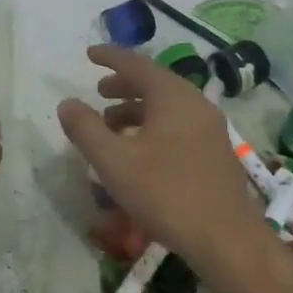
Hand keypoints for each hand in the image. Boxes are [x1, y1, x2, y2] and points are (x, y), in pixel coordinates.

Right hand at [57, 44, 267, 270]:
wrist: (225, 238)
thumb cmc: (165, 193)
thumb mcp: (114, 161)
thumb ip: (86, 129)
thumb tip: (67, 103)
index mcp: (172, 97)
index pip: (137, 64)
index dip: (110, 57)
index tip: (89, 54)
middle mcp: (196, 104)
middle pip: (155, 83)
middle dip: (124, 85)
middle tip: (99, 92)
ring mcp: (210, 128)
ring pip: (168, 106)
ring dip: (137, 109)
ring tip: (112, 126)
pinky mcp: (216, 152)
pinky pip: (179, 124)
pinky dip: (154, 125)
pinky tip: (140, 151)